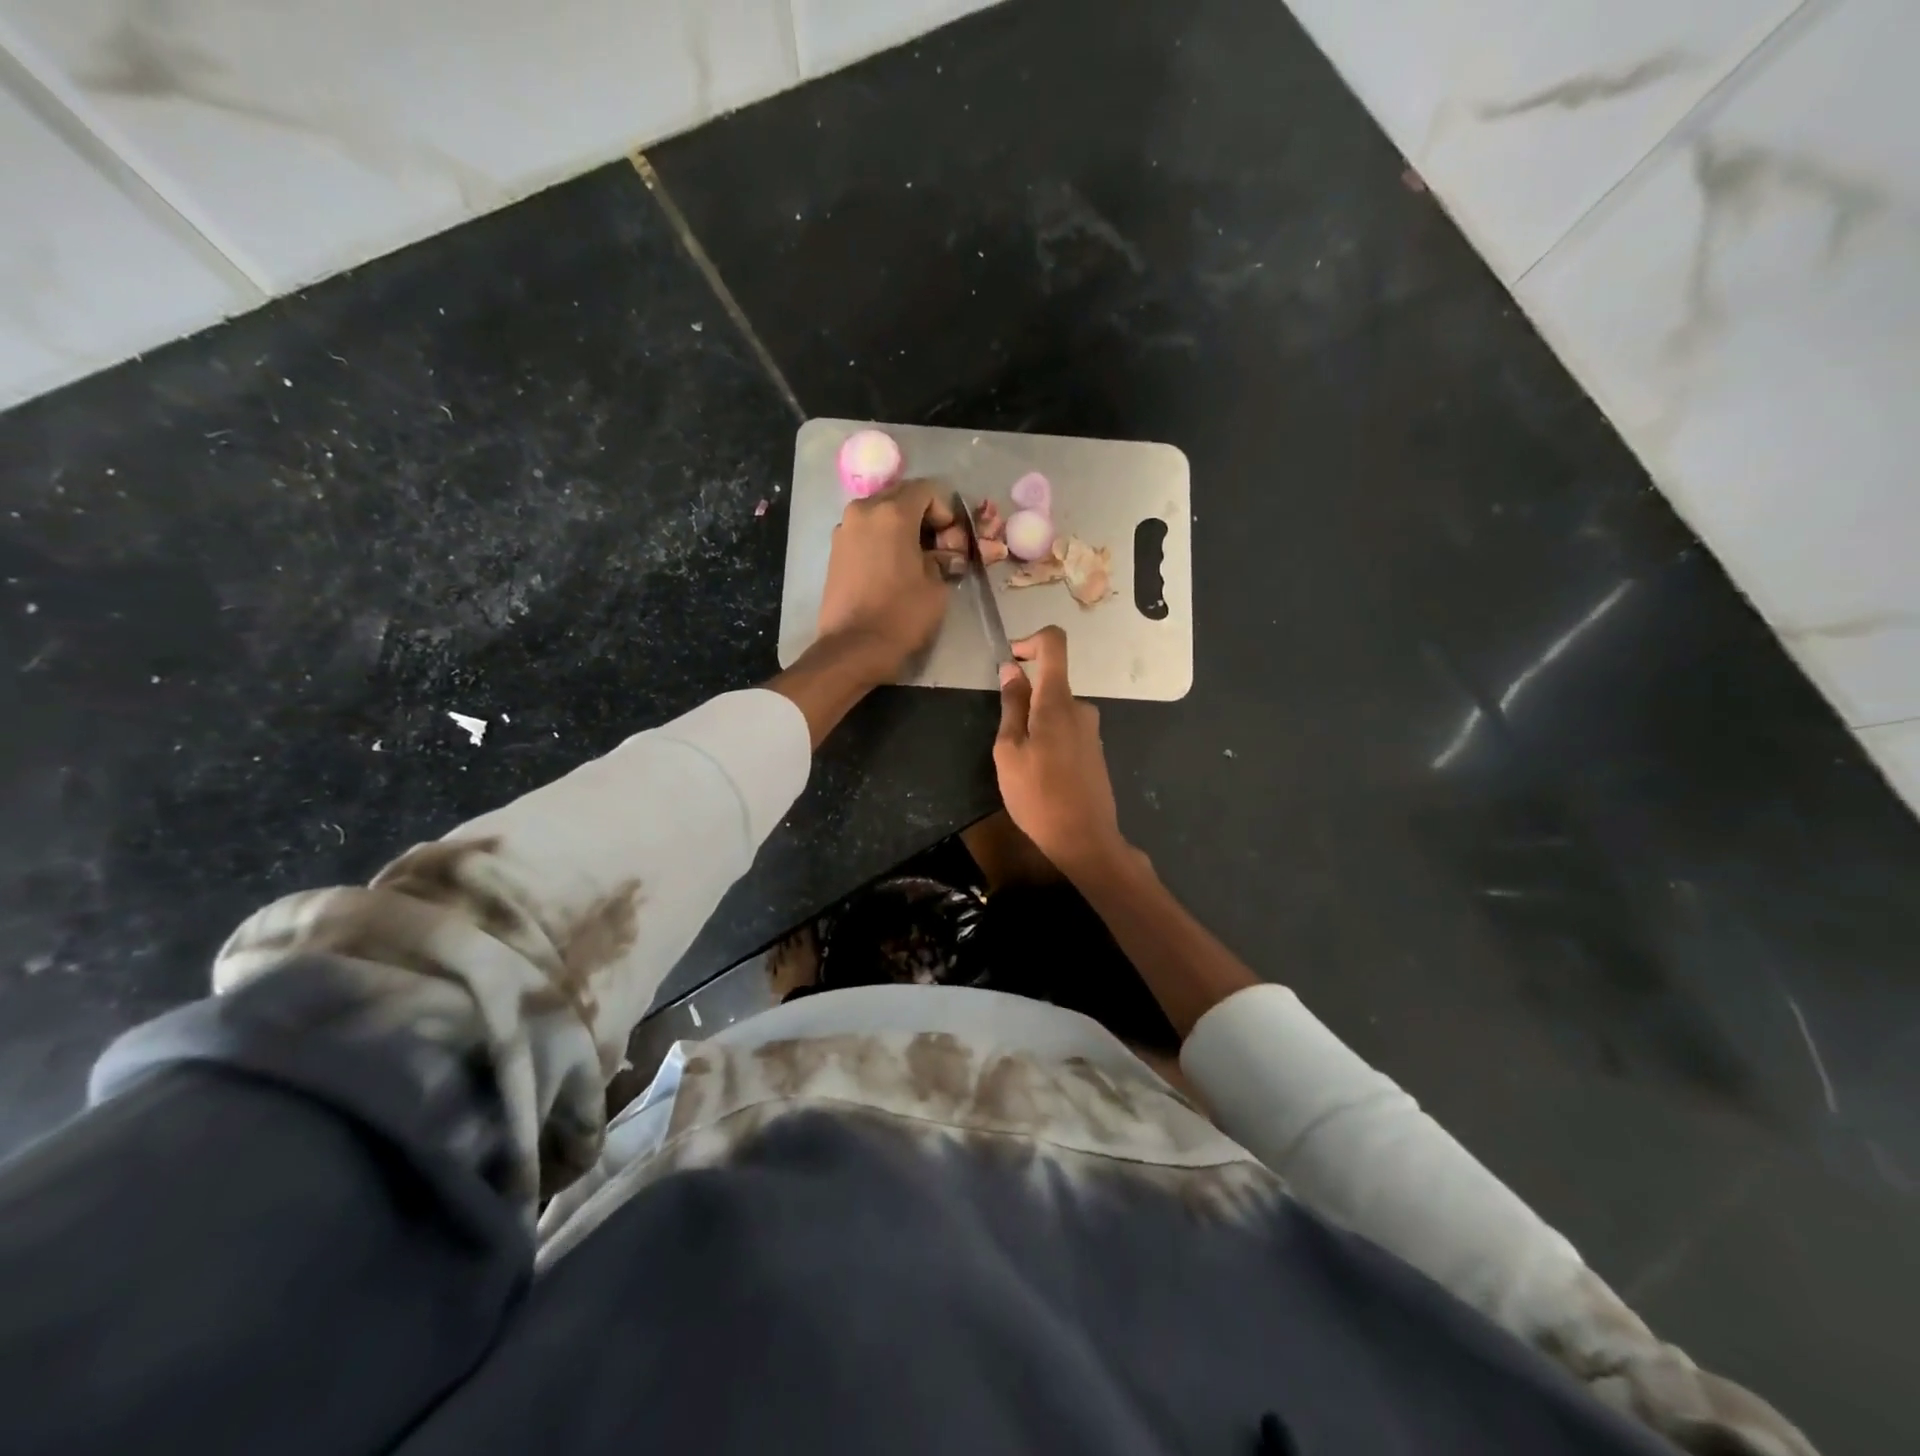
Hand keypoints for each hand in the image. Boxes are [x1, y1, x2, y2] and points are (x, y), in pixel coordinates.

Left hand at [815, 479, 961, 683]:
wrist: (853, 648)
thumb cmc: (901, 615)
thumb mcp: (936, 586)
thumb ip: (944, 558)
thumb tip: (944, 554)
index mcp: (893, 513)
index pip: (927, 490)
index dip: (946, 512)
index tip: (951, 542)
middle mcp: (864, 511)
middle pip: (901, 497)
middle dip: (924, 517)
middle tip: (937, 549)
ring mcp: (844, 529)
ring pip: (881, 514)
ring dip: (902, 528)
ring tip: (915, 560)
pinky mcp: (835, 550)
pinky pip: (866, 532)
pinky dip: (882, 540)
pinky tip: (892, 568)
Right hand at [993, 627, 1128, 876]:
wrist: (1085, 839)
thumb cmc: (1038, 795)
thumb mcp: (1009, 751)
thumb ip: (1011, 706)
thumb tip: (1011, 669)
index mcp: (1058, 701)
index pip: (1054, 644)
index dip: (1030, 641)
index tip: (1011, 661)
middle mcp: (1081, 708)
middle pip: (1050, 684)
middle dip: (1024, 702)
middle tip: (1006, 743)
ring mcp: (1092, 730)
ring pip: (1055, 712)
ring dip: (1035, 727)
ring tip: (1022, 767)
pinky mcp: (1095, 751)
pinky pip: (1067, 731)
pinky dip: (1049, 741)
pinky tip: (1041, 777)